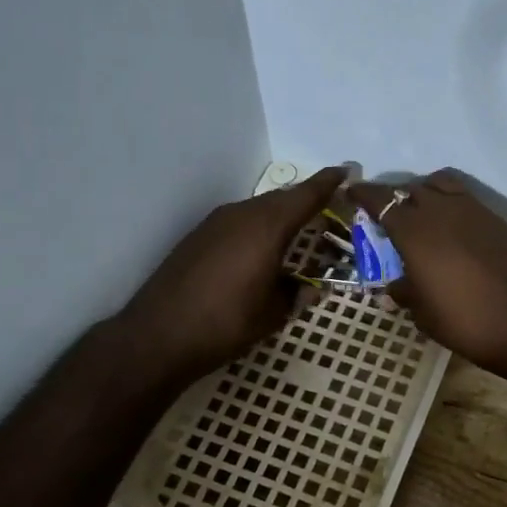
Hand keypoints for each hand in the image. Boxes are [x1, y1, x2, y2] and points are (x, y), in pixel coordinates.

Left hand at [117, 167, 346, 384]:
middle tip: (331, 208)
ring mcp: (215, 224)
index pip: (305, 196)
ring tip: (301, 230)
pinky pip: (240, 221)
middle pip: (282, 199)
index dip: (329, 183)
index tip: (348, 170)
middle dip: (307, 200)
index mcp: (266, 227)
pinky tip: (263, 248)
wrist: (158, 336)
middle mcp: (241, 215)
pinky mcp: (198, 237)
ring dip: (282, 215)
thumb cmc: (225, 324)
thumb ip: (296, 295)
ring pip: (259, 209)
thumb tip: (311, 289)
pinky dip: (259, 227)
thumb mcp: (273, 314)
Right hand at [347, 170, 506, 382]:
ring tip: (422, 214)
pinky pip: (465, 197)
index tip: (352, 193)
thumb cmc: (466, 322)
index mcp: (414, 232)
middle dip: (396, 197)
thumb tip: (396, 284)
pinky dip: (451, 202)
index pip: (382, 200)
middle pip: (412, 189)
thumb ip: (405, 291)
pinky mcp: (497, 219)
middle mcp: (441, 211)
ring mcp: (473, 211)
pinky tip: (451, 226)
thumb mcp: (423, 313)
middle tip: (389, 215)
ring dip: (426, 193)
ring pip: (441, 185)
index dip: (364, 194)